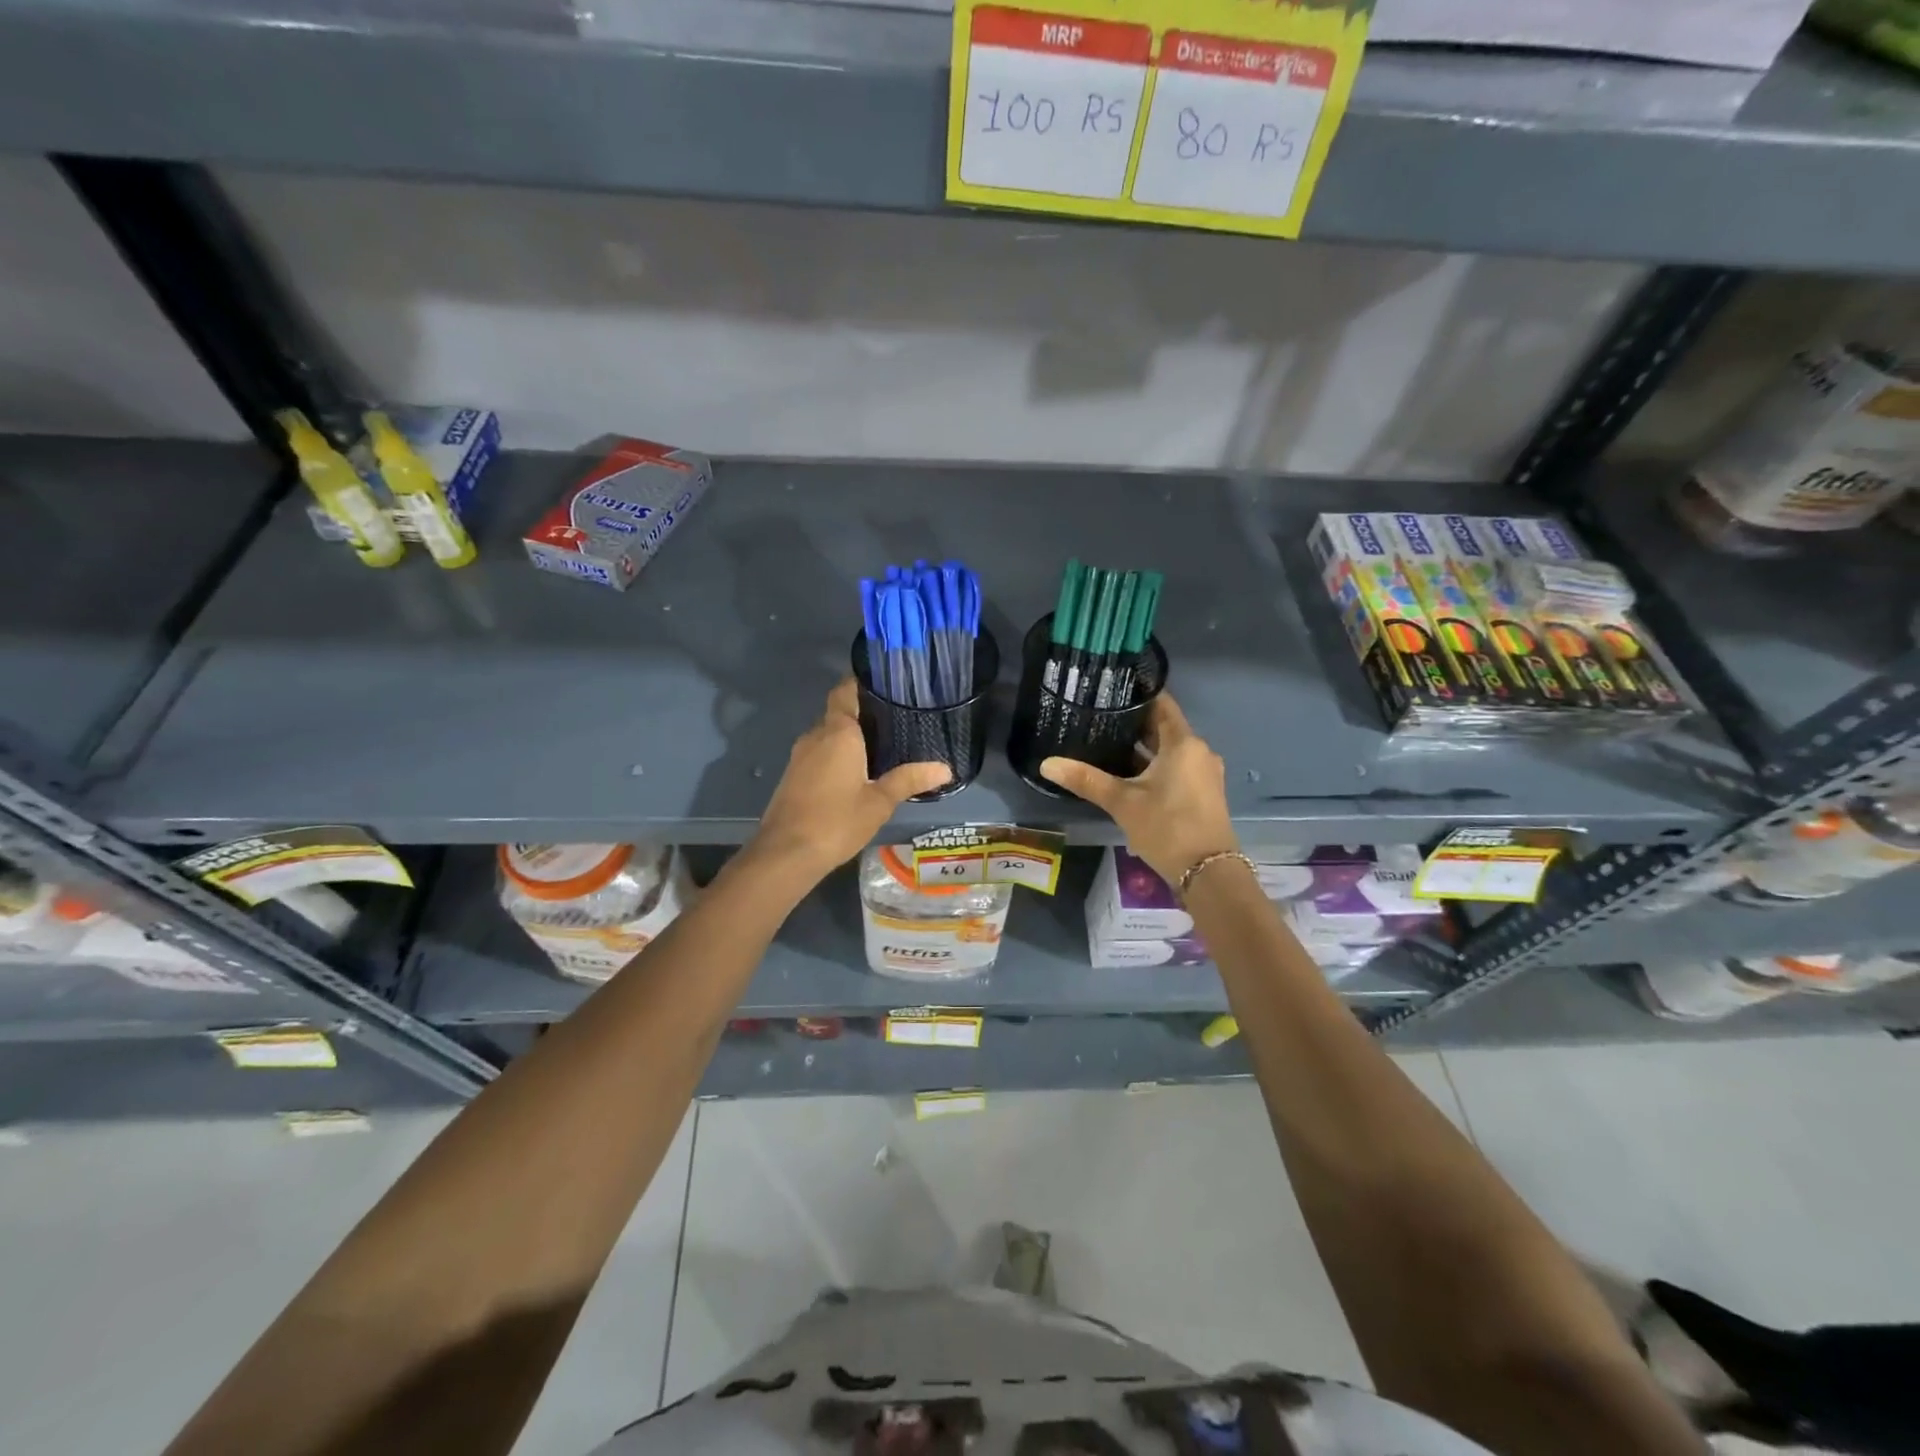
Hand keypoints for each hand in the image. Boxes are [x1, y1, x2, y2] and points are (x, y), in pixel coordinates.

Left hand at [748, 677, 950, 882]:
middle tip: (896, 720)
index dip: (861, 683)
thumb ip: (909, 780)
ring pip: (827, 735)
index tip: (886, 684)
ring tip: (882, 746)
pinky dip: (836, 755)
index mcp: (838, 733)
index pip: (845, 691)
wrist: (786, 853)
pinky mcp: (793, 775)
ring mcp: (799, 756)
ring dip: (849, 738)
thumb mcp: (879, 802)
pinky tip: (856, 772)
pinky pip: (818, 753)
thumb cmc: (837, 820)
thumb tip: (945, 768)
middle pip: (838, 713)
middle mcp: (815, 736)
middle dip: (863, 714)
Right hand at [1040, 693, 1237, 886]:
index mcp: (1183, 743)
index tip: (1109, 690)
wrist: (1208, 874)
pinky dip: (1154, 765)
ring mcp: (1204, 773)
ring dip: (1143, 747)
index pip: (1161, 704)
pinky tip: (1127, 773)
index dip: (1136, 695)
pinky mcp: (1203, 792)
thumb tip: (1047, 763)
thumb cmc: (1167, 827)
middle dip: (1133, 723)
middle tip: (1098, 717)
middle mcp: (1198, 751)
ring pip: (1169, 750)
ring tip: (1106, 743)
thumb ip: (1086, 779)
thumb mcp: (1122, 802)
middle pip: (1164, 727)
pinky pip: (1176, 767)